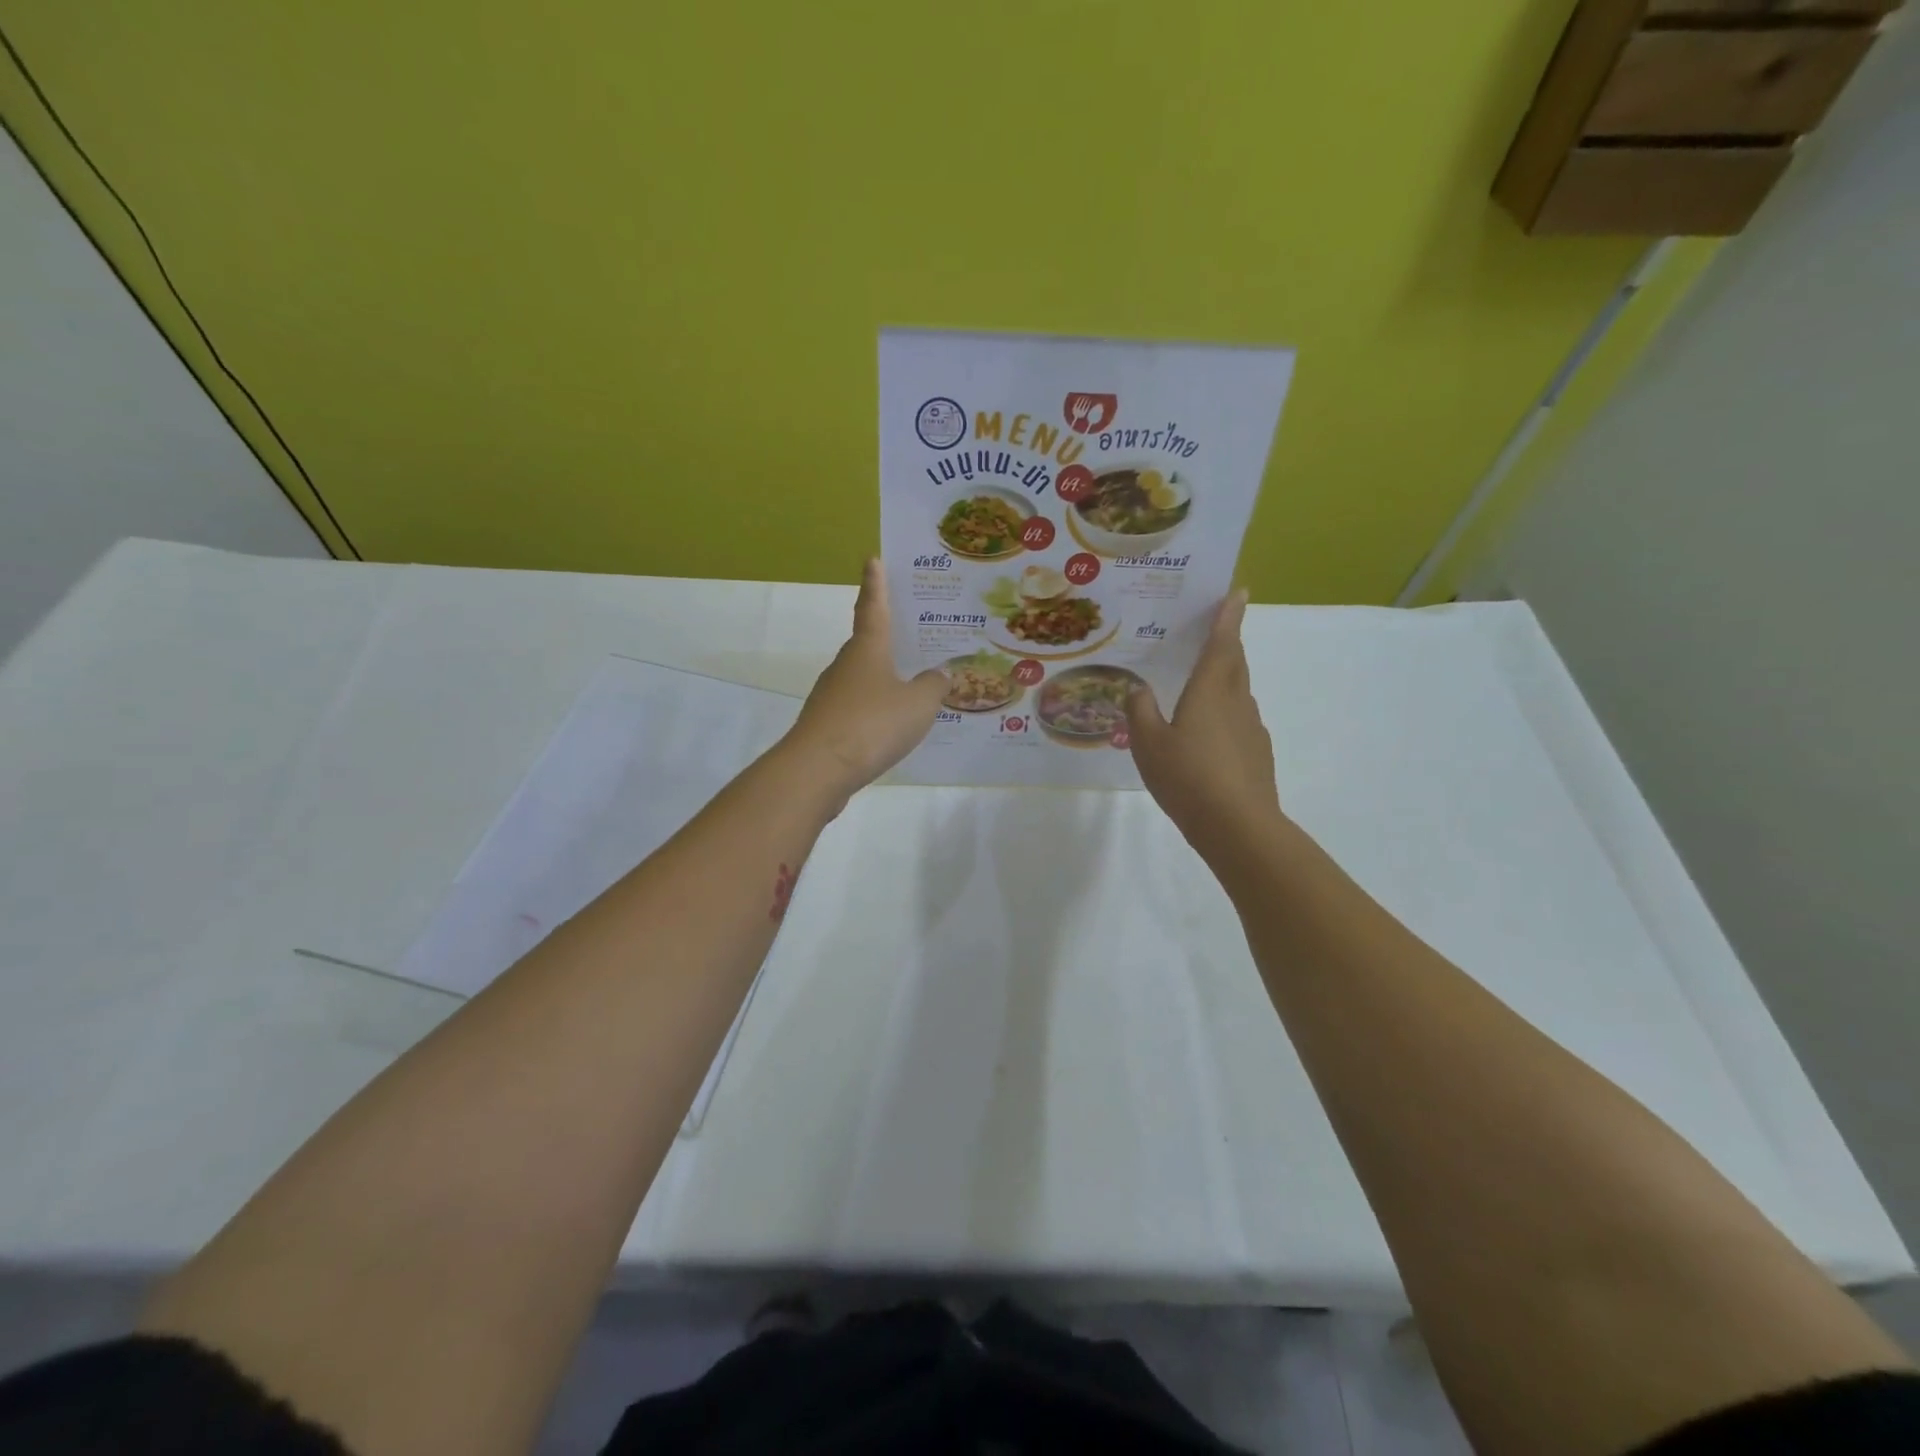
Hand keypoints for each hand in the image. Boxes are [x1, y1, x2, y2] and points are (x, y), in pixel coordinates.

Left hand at [785, 559, 946, 800]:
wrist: (818, 769)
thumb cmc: (872, 724)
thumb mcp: (918, 704)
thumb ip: (933, 687)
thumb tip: (941, 674)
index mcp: (867, 649)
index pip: (873, 607)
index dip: (876, 584)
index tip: (872, 560)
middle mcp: (845, 666)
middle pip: (868, 644)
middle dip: (888, 637)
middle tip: (915, 634)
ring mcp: (832, 696)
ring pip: (863, 679)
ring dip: (884, 678)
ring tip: (914, 685)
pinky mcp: (827, 725)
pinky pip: (858, 708)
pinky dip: (875, 710)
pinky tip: (892, 725)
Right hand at [1126, 591, 1283, 857]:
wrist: (1238, 826)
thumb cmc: (1188, 777)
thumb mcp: (1148, 744)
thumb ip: (1140, 712)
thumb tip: (1137, 690)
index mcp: (1210, 691)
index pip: (1222, 643)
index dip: (1228, 616)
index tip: (1238, 592)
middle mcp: (1235, 702)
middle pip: (1234, 664)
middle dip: (1227, 644)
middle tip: (1213, 633)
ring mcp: (1251, 729)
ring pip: (1238, 693)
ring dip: (1224, 681)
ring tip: (1200, 688)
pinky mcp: (1257, 754)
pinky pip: (1239, 722)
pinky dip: (1225, 716)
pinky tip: (1207, 737)